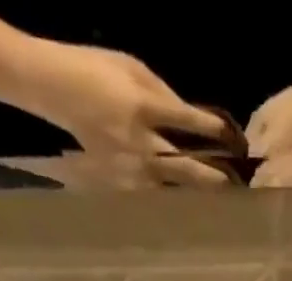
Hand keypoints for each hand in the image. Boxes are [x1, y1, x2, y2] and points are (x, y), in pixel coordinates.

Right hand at [26, 42, 233, 186]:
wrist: (55, 88)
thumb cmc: (95, 70)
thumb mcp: (132, 69)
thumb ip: (163, 94)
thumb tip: (190, 117)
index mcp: (144, 110)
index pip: (189, 123)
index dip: (214, 131)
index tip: (235, 139)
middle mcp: (141, 145)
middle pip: (187, 168)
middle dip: (213, 177)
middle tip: (235, 186)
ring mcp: (131, 169)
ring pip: (172, 188)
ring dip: (194, 194)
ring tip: (216, 199)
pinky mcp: (121, 183)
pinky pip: (153, 194)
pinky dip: (170, 197)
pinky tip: (184, 201)